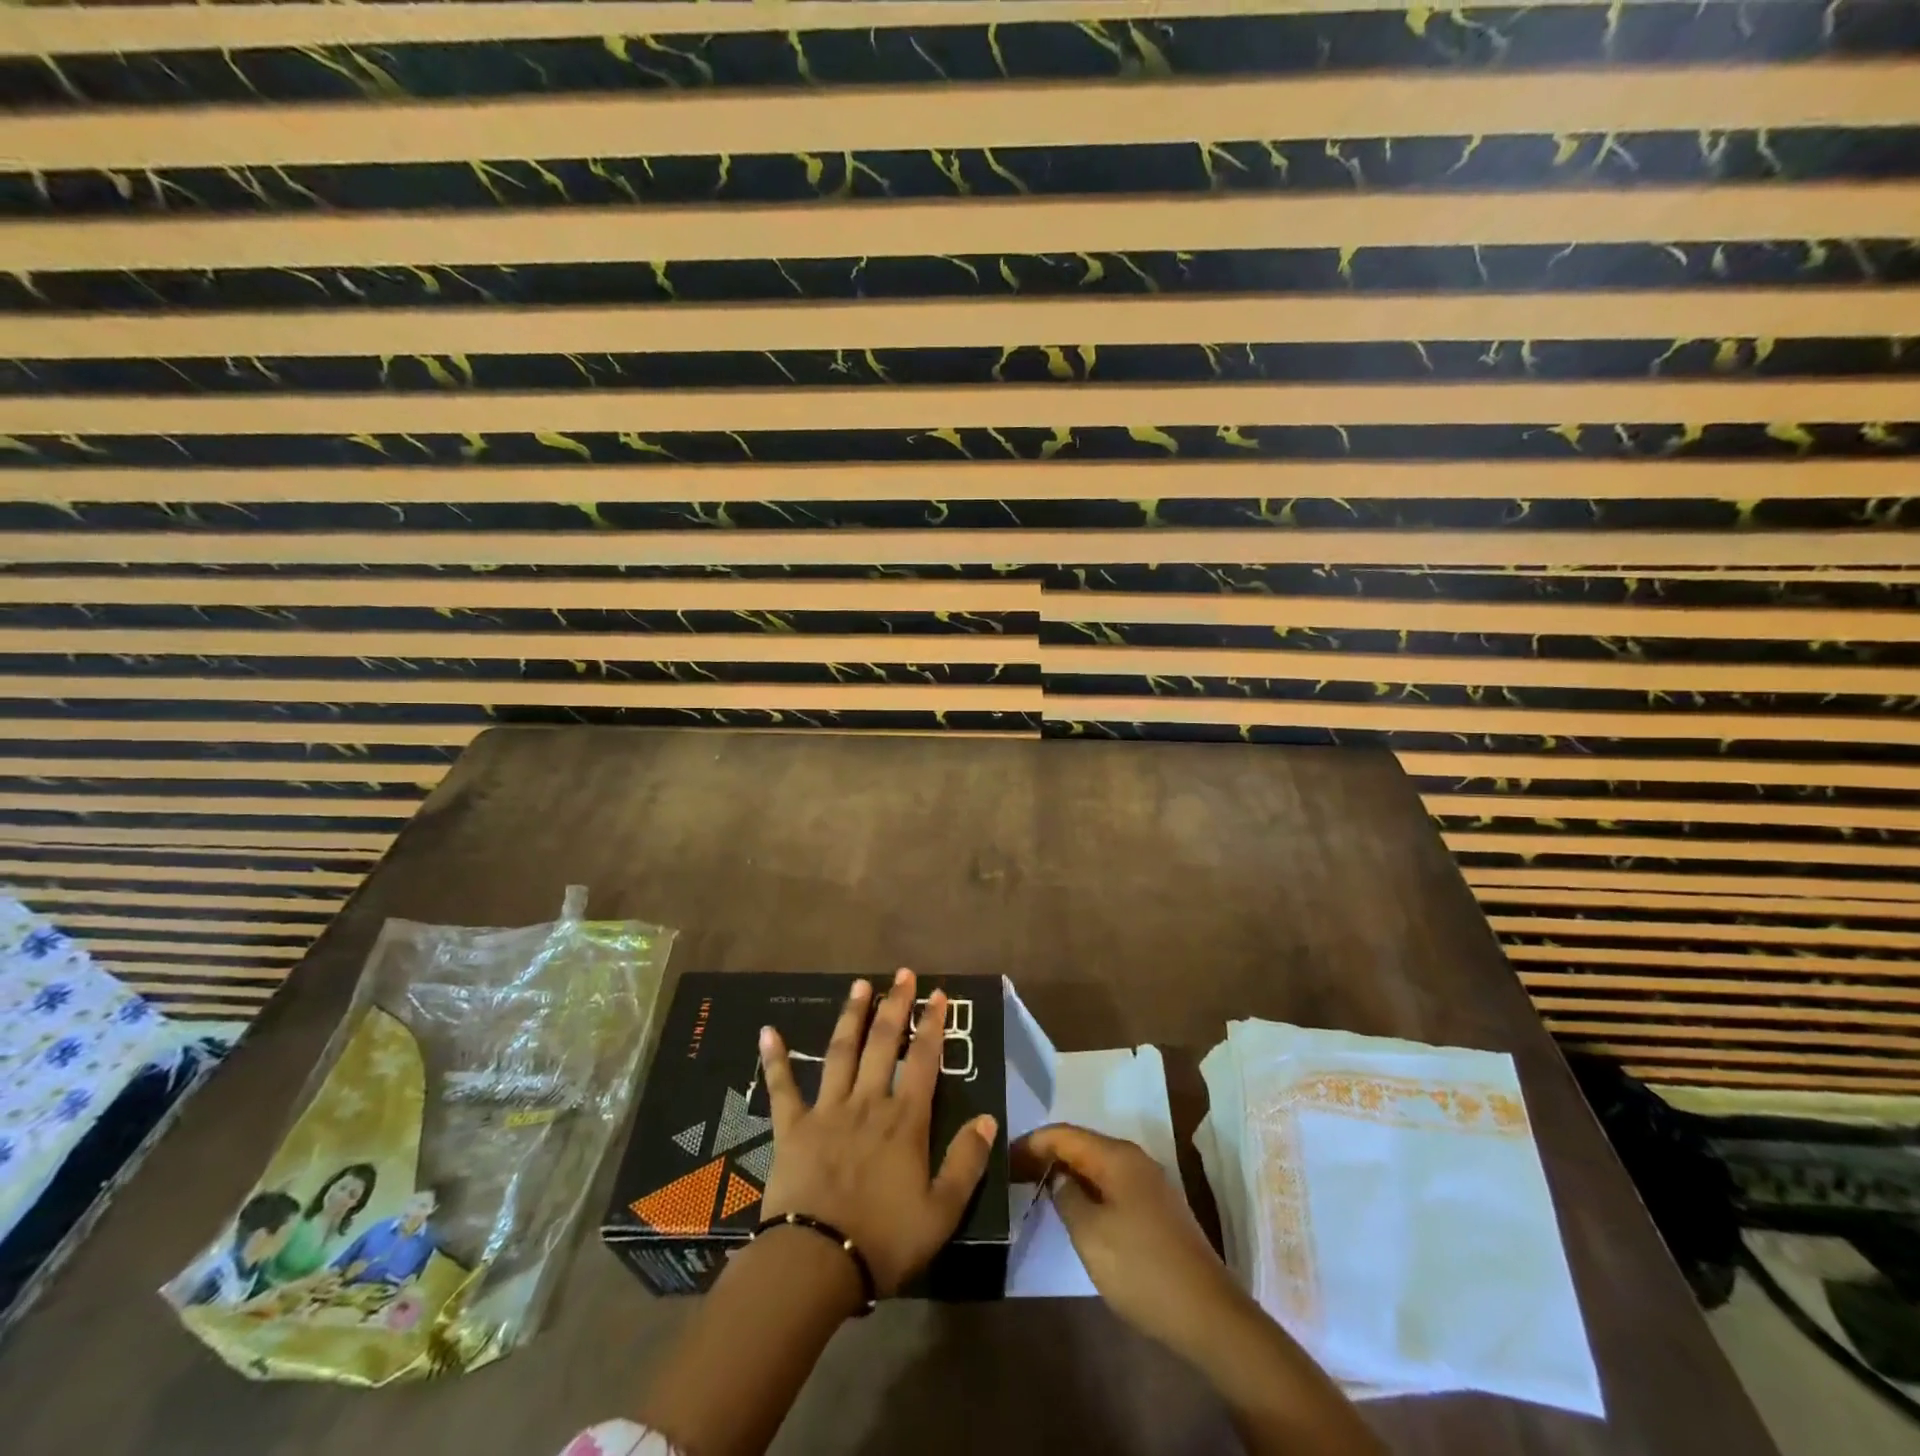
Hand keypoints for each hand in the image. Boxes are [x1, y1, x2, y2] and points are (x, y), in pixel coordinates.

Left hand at [759, 968, 996, 1294]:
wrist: (816, 1264)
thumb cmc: (883, 1240)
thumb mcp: (941, 1212)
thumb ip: (966, 1162)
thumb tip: (987, 1118)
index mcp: (904, 1121)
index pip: (923, 1060)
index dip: (932, 1025)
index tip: (938, 994)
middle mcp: (867, 1103)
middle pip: (883, 1043)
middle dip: (895, 1005)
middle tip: (902, 974)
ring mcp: (827, 1111)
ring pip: (841, 1052)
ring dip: (852, 1015)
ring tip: (860, 985)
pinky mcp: (792, 1128)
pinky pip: (782, 1088)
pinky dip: (775, 1059)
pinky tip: (767, 1032)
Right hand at [1011, 1123, 1243, 1357]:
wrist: (1208, 1315)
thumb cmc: (1141, 1268)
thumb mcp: (1090, 1233)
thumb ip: (1066, 1196)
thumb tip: (1058, 1176)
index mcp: (1117, 1156)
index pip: (1064, 1134)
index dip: (1031, 1143)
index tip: (1002, 1157)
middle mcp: (1134, 1159)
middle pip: (1081, 1145)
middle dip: (1047, 1155)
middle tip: (1013, 1173)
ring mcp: (1149, 1183)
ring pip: (1097, 1165)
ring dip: (1067, 1172)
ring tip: (1036, 1187)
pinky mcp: (1156, 1209)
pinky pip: (1111, 1184)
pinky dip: (1087, 1188)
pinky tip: (1073, 1208)